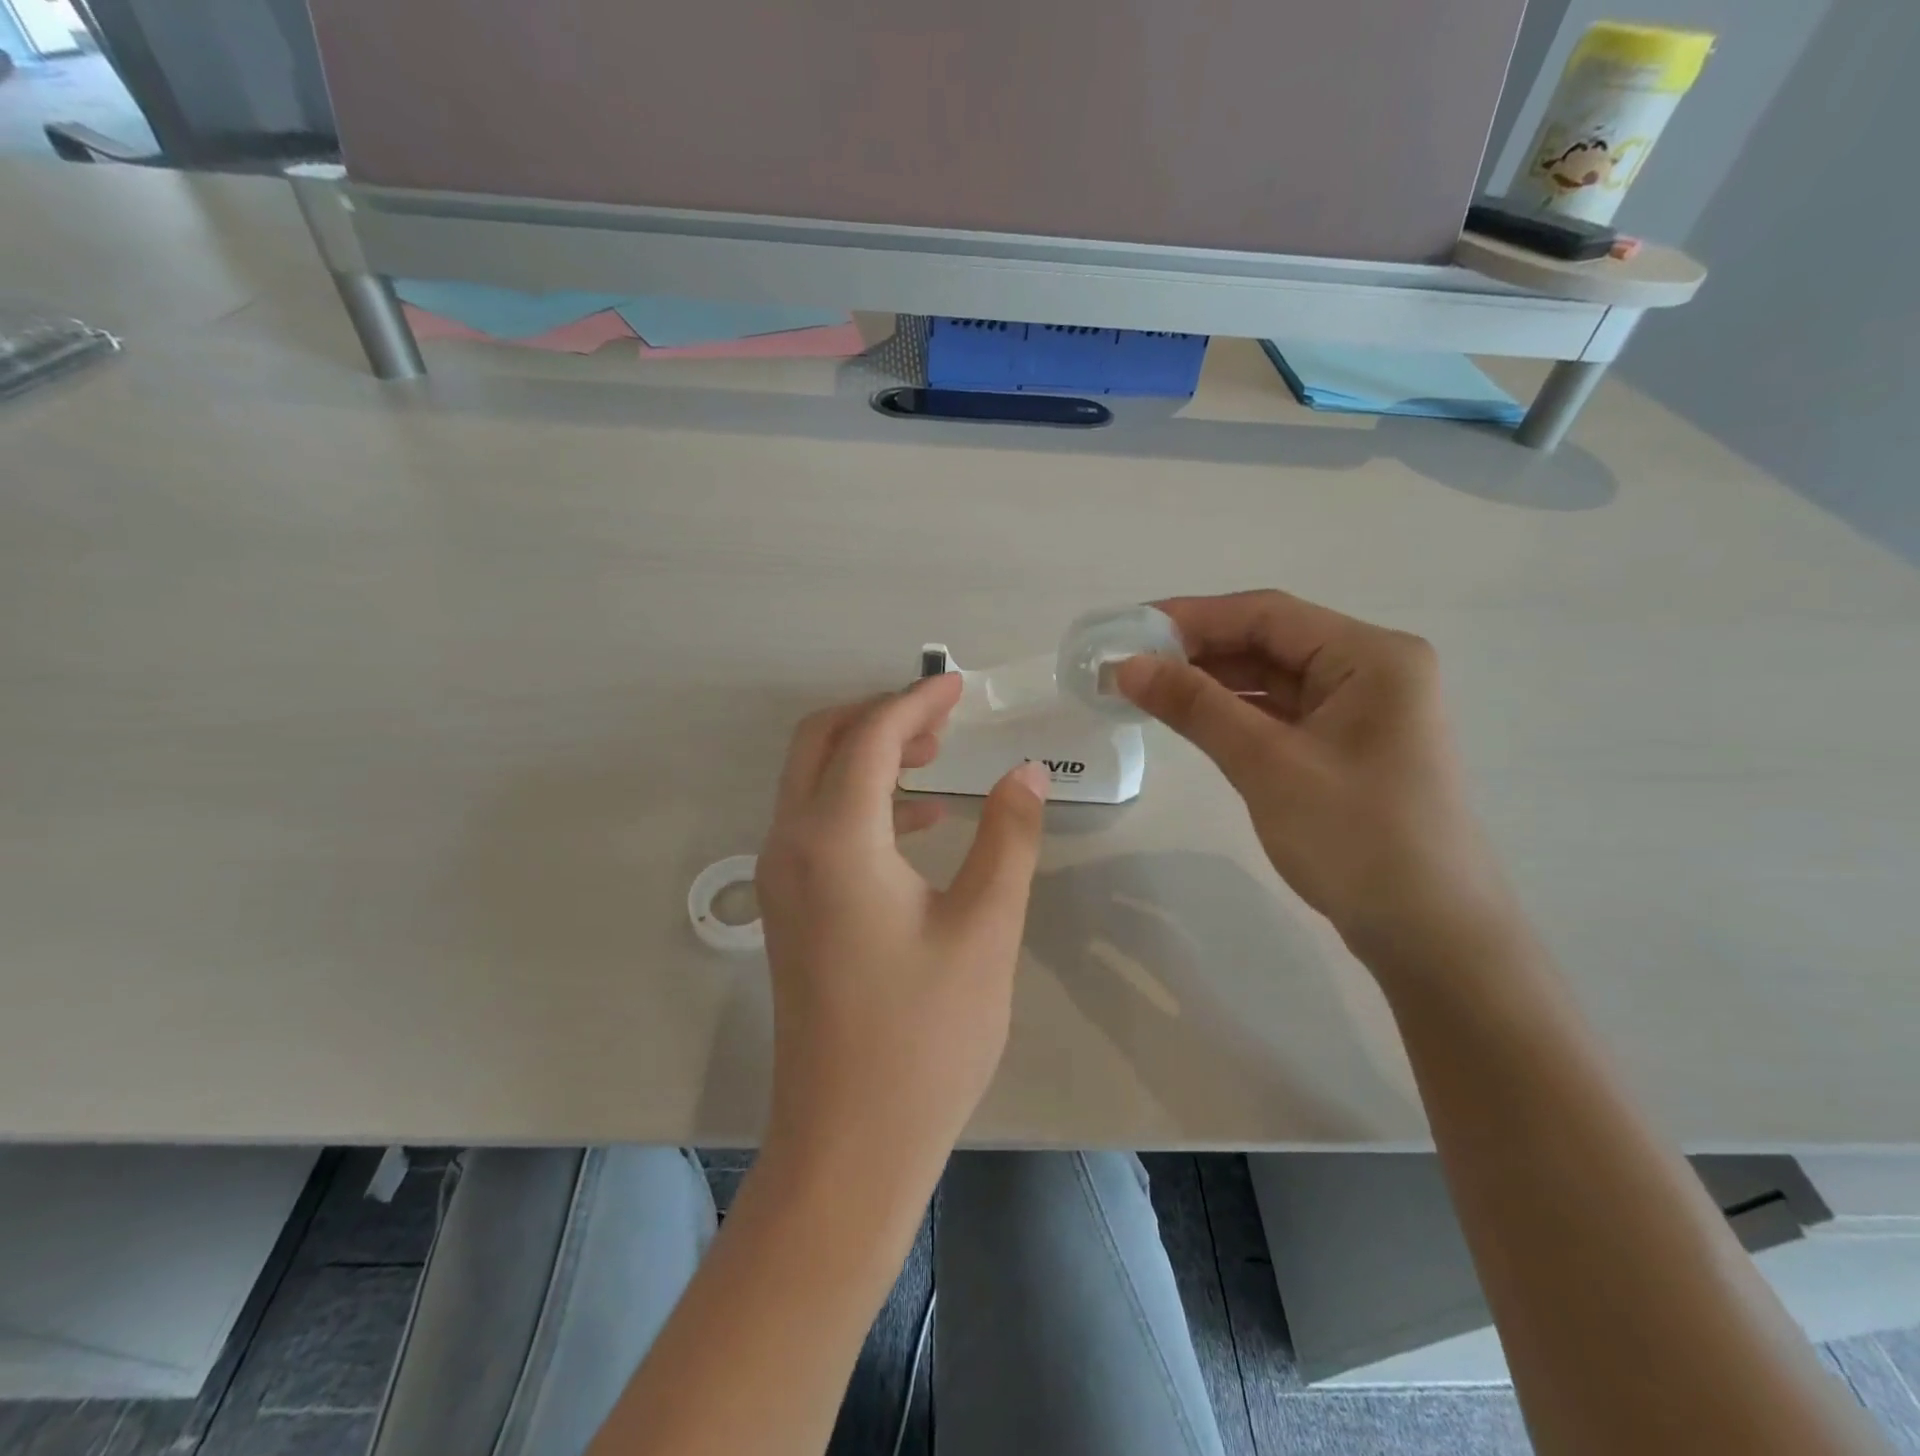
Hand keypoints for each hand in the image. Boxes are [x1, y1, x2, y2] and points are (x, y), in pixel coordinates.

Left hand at [755, 674, 1048, 1185]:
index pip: (869, 737)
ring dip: (867, 754)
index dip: (916, 702)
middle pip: (820, 741)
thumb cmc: (925, 1037)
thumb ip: (1007, 837)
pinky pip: (816, 824)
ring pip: (812, 781)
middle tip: (943, 718)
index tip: (960, 685)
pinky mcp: (788, 909)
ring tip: (935, 758)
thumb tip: (1027, 772)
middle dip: (879, 716)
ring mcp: (780, 880)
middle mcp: (791, 846)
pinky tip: (920, 824)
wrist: (849, 1144)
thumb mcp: (985, 928)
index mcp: (835, 840)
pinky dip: (861, 801)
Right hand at [1116, 590, 1510, 951]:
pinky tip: (1190, 718)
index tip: (1128, 629)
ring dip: (1211, 682)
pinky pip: (1280, 714)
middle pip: (1270, 641)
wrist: (1431, 936)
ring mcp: (1361, 711)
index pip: (1267, 614)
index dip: (1192, 616)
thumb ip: (1196, 706)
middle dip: (1197, 650)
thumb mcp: (1267, 764)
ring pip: (1272, 679)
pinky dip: (1234, 713)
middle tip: (1127, 663)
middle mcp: (1372, 670)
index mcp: (1372, 656)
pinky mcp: (1346, 747)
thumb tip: (1126, 666)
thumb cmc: (1357, 839)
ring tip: (1145, 688)